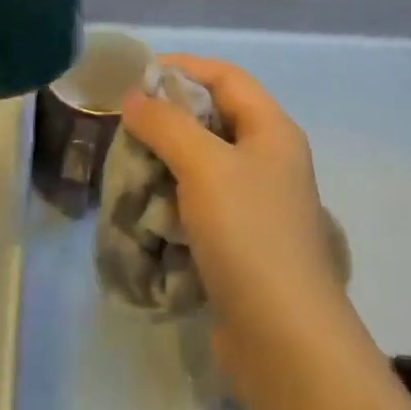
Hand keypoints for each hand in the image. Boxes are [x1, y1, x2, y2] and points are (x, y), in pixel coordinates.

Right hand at [119, 57, 355, 397]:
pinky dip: (172, 204)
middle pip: (212, 120)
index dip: (183, 68)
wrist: (284, 340)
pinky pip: (200, 207)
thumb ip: (167, 124)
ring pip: (202, 166)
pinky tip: (145, 215)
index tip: (137, 77)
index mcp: (271, 130)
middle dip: (167, 121)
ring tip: (128, 172)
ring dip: (164, 165)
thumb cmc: (248, 233)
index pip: (225, 77)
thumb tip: (135, 98)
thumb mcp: (204, 165)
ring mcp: (256, 205)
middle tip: (126, 129)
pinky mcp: (241, 244)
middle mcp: (268, 160)